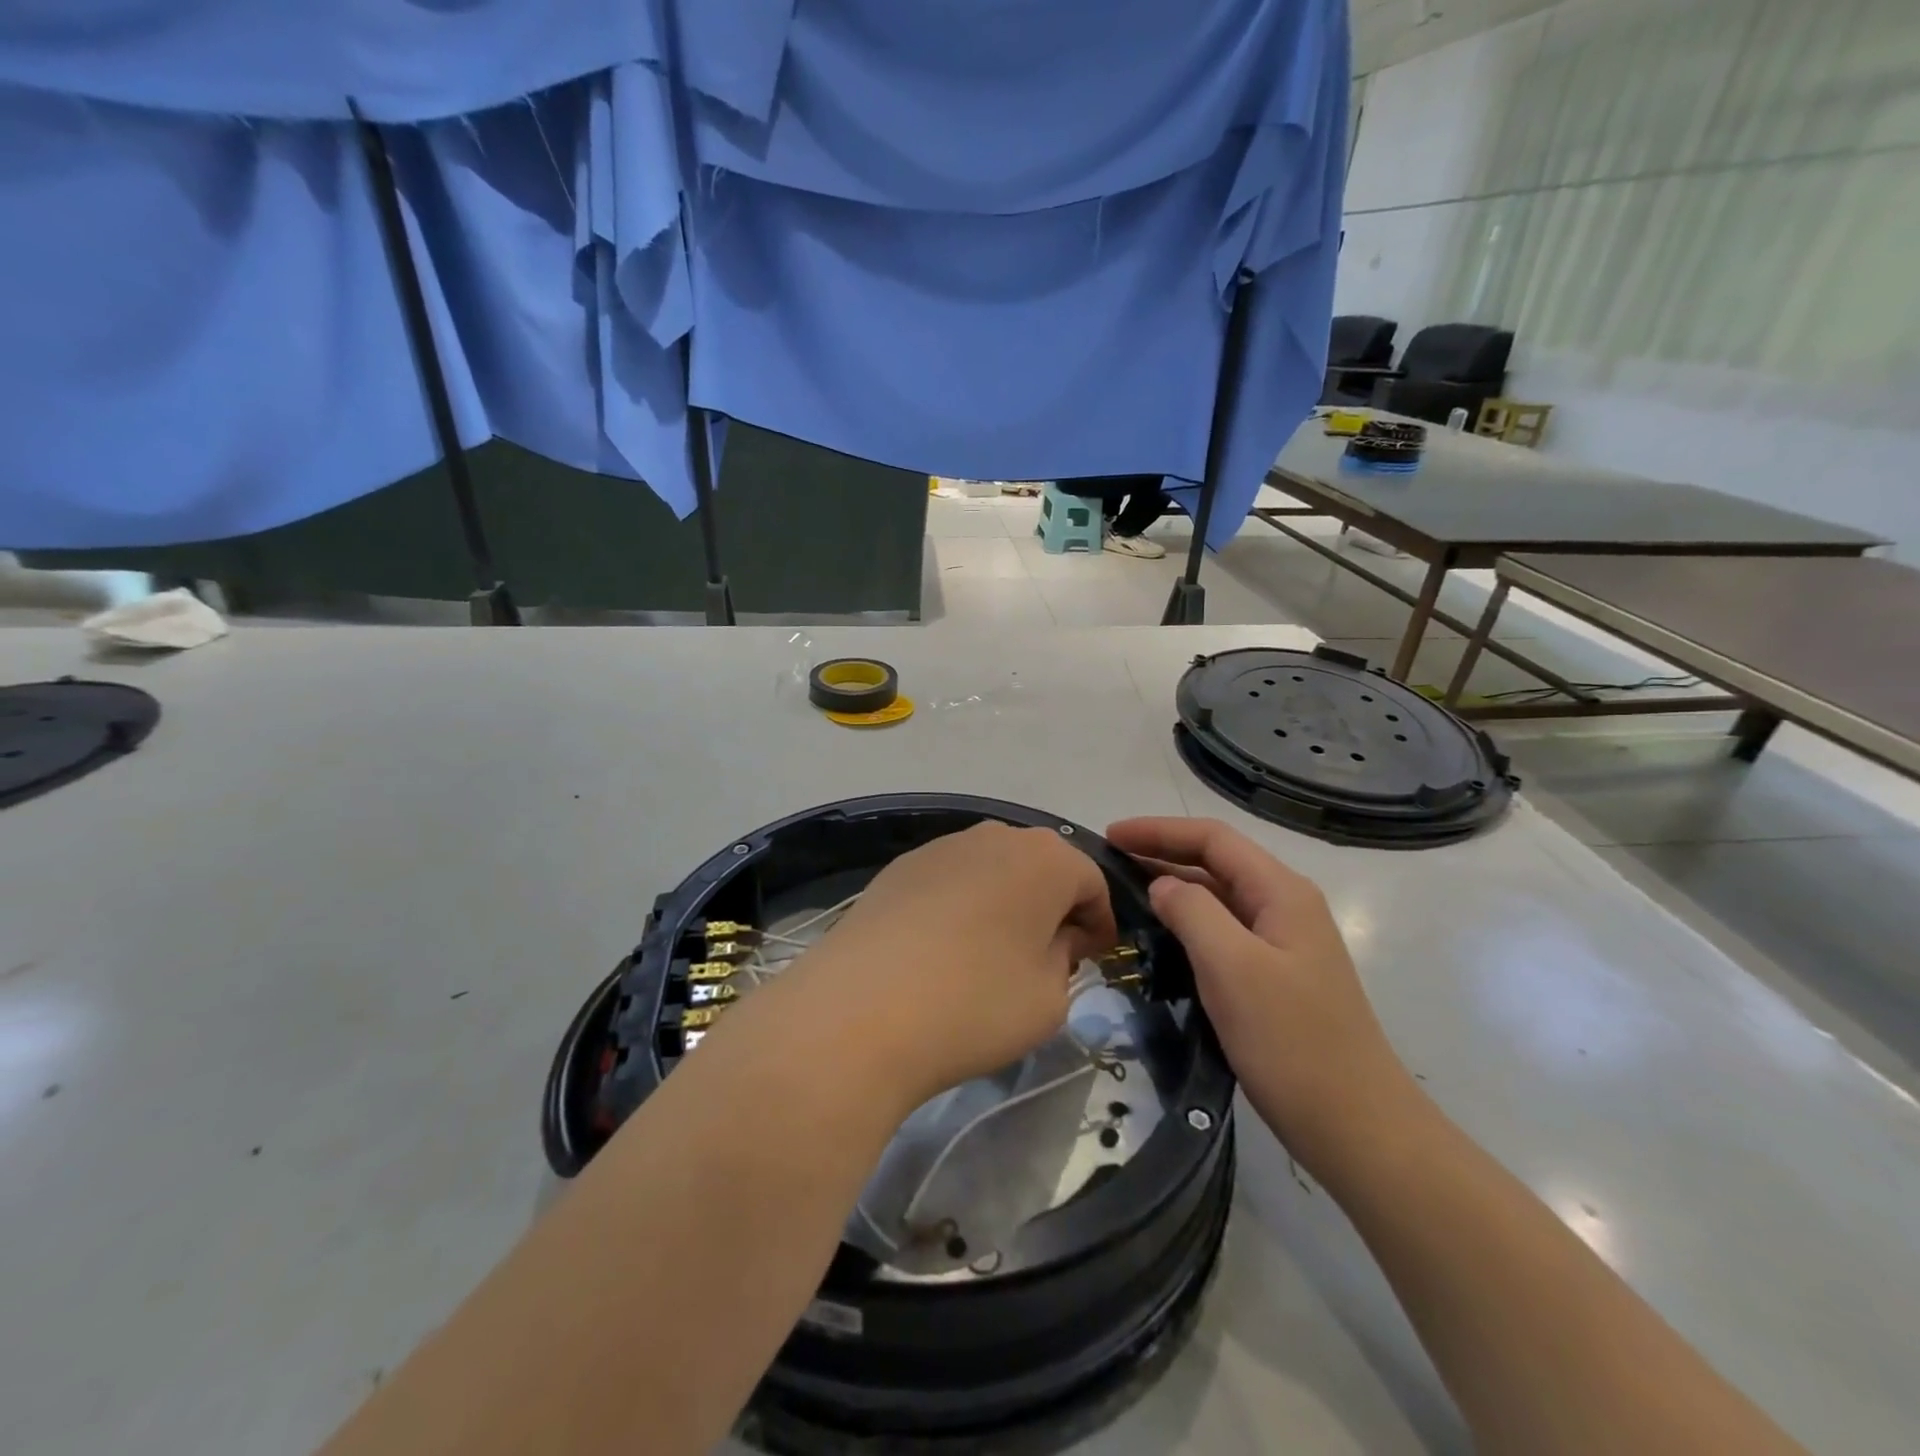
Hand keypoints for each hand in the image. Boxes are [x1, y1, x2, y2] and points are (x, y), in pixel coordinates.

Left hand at [798, 822, 1117, 1109]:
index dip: (1099, 924)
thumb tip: (1054, 939)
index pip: (1092, 883)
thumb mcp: (1050, 998)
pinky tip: (942, 951)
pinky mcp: (899, 867)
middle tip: (1047, 959)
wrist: (859, 1010)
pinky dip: (961, 907)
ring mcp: (941, 847)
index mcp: (1046, 858)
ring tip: (991, 955)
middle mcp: (994, 835)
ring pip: (993, 871)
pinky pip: (950, 882)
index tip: (1092, 961)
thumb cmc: (975, 1003)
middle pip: (1041, 869)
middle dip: (1052, 909)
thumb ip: (1066, 959)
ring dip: (1005, 905)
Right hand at [1105, 817, 1418, 1170]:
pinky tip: (1160, 937)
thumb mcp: (1233, 968)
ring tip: (1124, 893)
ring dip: (1172, 887)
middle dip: (1162, 853)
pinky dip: (1187, 922)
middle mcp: (1285, 905)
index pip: (1212, 838)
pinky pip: (1223, 931)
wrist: (1356, 1126)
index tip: (1110, 837)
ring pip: (1218, 896)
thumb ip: (1192, 912)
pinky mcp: (1276, 975)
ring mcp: (1282, 942)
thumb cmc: (1292, 1041)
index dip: (1158, 830)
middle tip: (1109, 862)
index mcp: (1281, 892)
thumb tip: (1162, 885)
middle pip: (1216, 861)